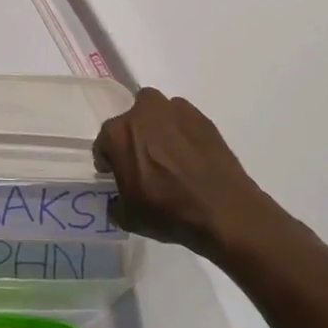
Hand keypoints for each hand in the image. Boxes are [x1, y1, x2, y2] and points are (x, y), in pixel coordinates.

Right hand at [94, 89, 286, 258]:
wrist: (223, 210)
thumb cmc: (168, 212)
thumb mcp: (128, 217)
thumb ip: (115, 203)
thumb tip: (118, 199)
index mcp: (118, 134)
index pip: (104, 143)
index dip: (108, 161)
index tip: (116, 175)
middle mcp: (143, 112)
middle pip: (130, 121)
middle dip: (133, 137)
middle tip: (143, 162)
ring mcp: (175, 110)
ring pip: (157, 113)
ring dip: (158, 128)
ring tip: (169, 156)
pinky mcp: (202, 117)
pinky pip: (183, 120)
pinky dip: (182, 132)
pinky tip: (191, 156)